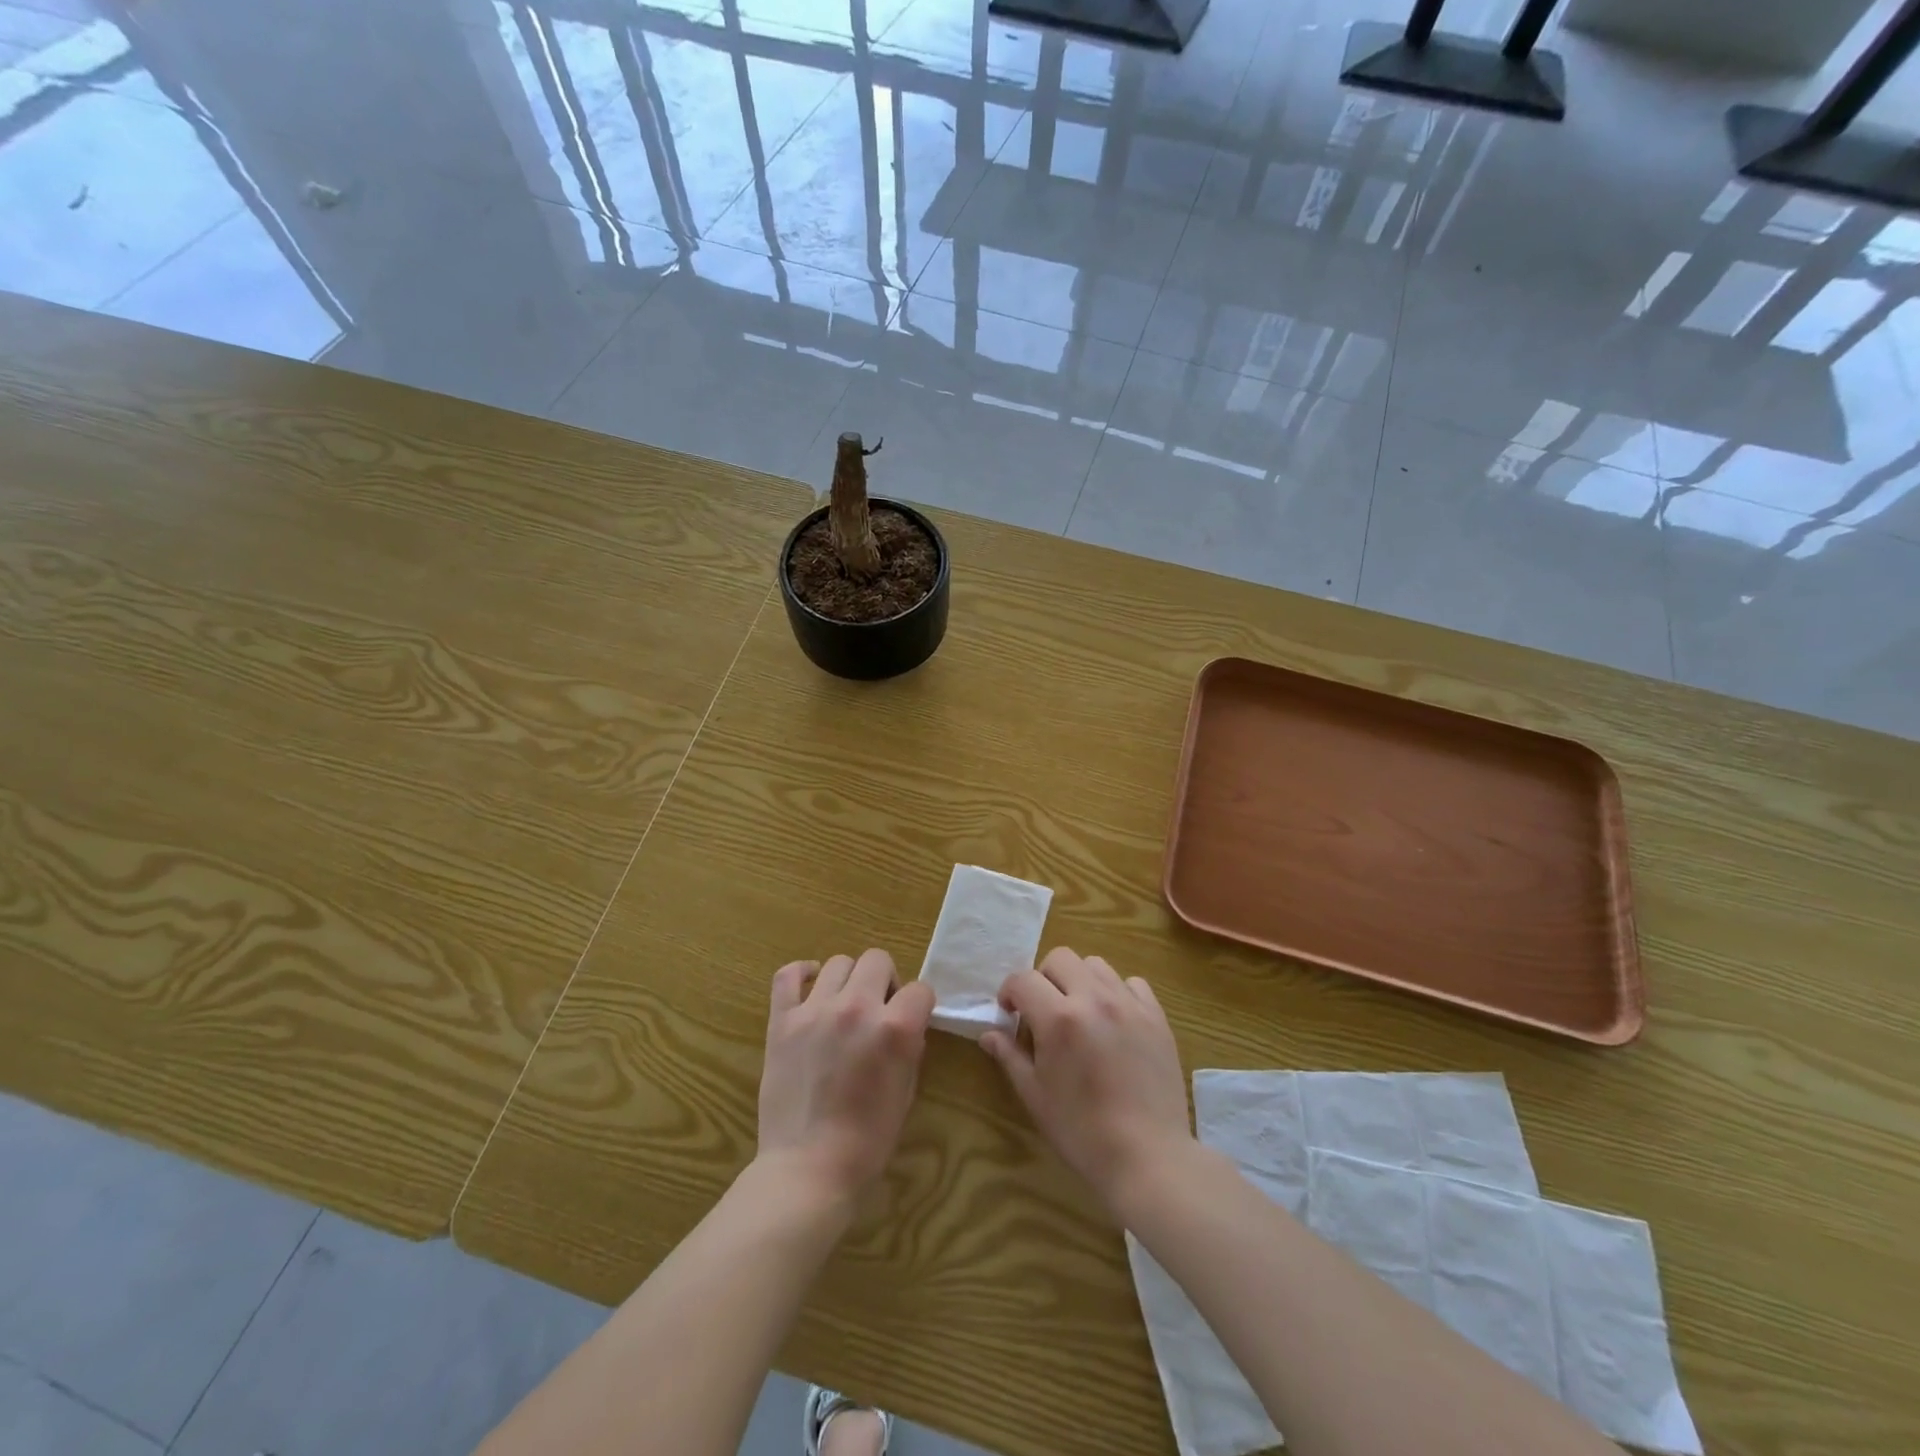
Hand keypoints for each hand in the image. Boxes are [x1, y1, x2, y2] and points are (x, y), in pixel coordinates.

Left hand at [756, 949, 935, 1202]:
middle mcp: (857, 1007)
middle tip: (878, 1010)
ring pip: (839, 962)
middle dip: (886, 981)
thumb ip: (909, 1046)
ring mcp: (815, 1010)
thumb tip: (905, 1024)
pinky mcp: (782, 1020)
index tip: (911, 1020)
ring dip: (849, 980)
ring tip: (844, 1005)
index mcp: (895, 1028)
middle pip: (878, 959)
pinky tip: (810, 985)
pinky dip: (801, 973)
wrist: (809, 1169)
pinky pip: (788, 975)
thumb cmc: (868, 1140)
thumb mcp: (907, 1090)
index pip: (920, 989)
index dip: (919, 1005)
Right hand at [981, 947, 1194, 1214]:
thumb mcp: (1035, 1096)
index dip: (1010, 992)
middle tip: (1043, 1011)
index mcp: (1058, 1018)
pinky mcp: (1156, 1017)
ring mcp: (1129, 1005)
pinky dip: (1117, 992)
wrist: (1148, 1157)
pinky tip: (1113, 1020)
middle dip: (1043, 978)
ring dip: (1079, 980)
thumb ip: (1010, 1056)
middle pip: (1060, 958)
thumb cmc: (1081, 1131)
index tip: (1010, 1013)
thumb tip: (989, 1034)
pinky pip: (1133, 983)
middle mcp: (1094, 999)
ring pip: (1096, 965)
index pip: (1023, 979)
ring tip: (1079, 1012)